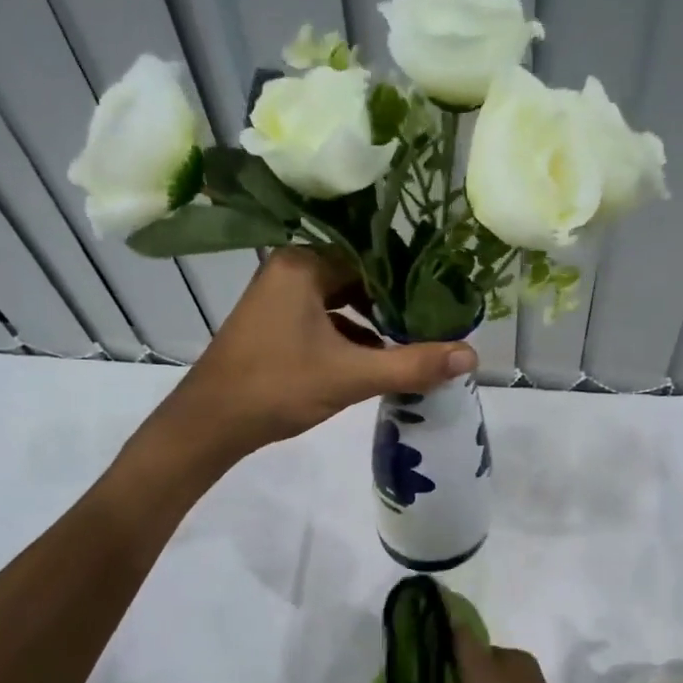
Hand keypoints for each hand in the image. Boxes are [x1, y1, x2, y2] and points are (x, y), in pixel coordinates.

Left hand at [168, 249, 476, 454]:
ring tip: (412, 344)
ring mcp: (278, 299)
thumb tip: (471, 355)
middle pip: (357, 279)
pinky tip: (375, 361)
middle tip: (433, 324)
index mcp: (303, 264)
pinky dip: (350, 338)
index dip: (410, 280)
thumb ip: (411, 365)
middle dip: (394, 305)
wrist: (210, 424)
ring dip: (373, 324)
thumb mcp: (350, 376)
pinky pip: (324, 321)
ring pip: (341, 303)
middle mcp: (289, 270)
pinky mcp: (275, 326)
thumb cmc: (277, 387)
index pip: (371, 258)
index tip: (443, 302)